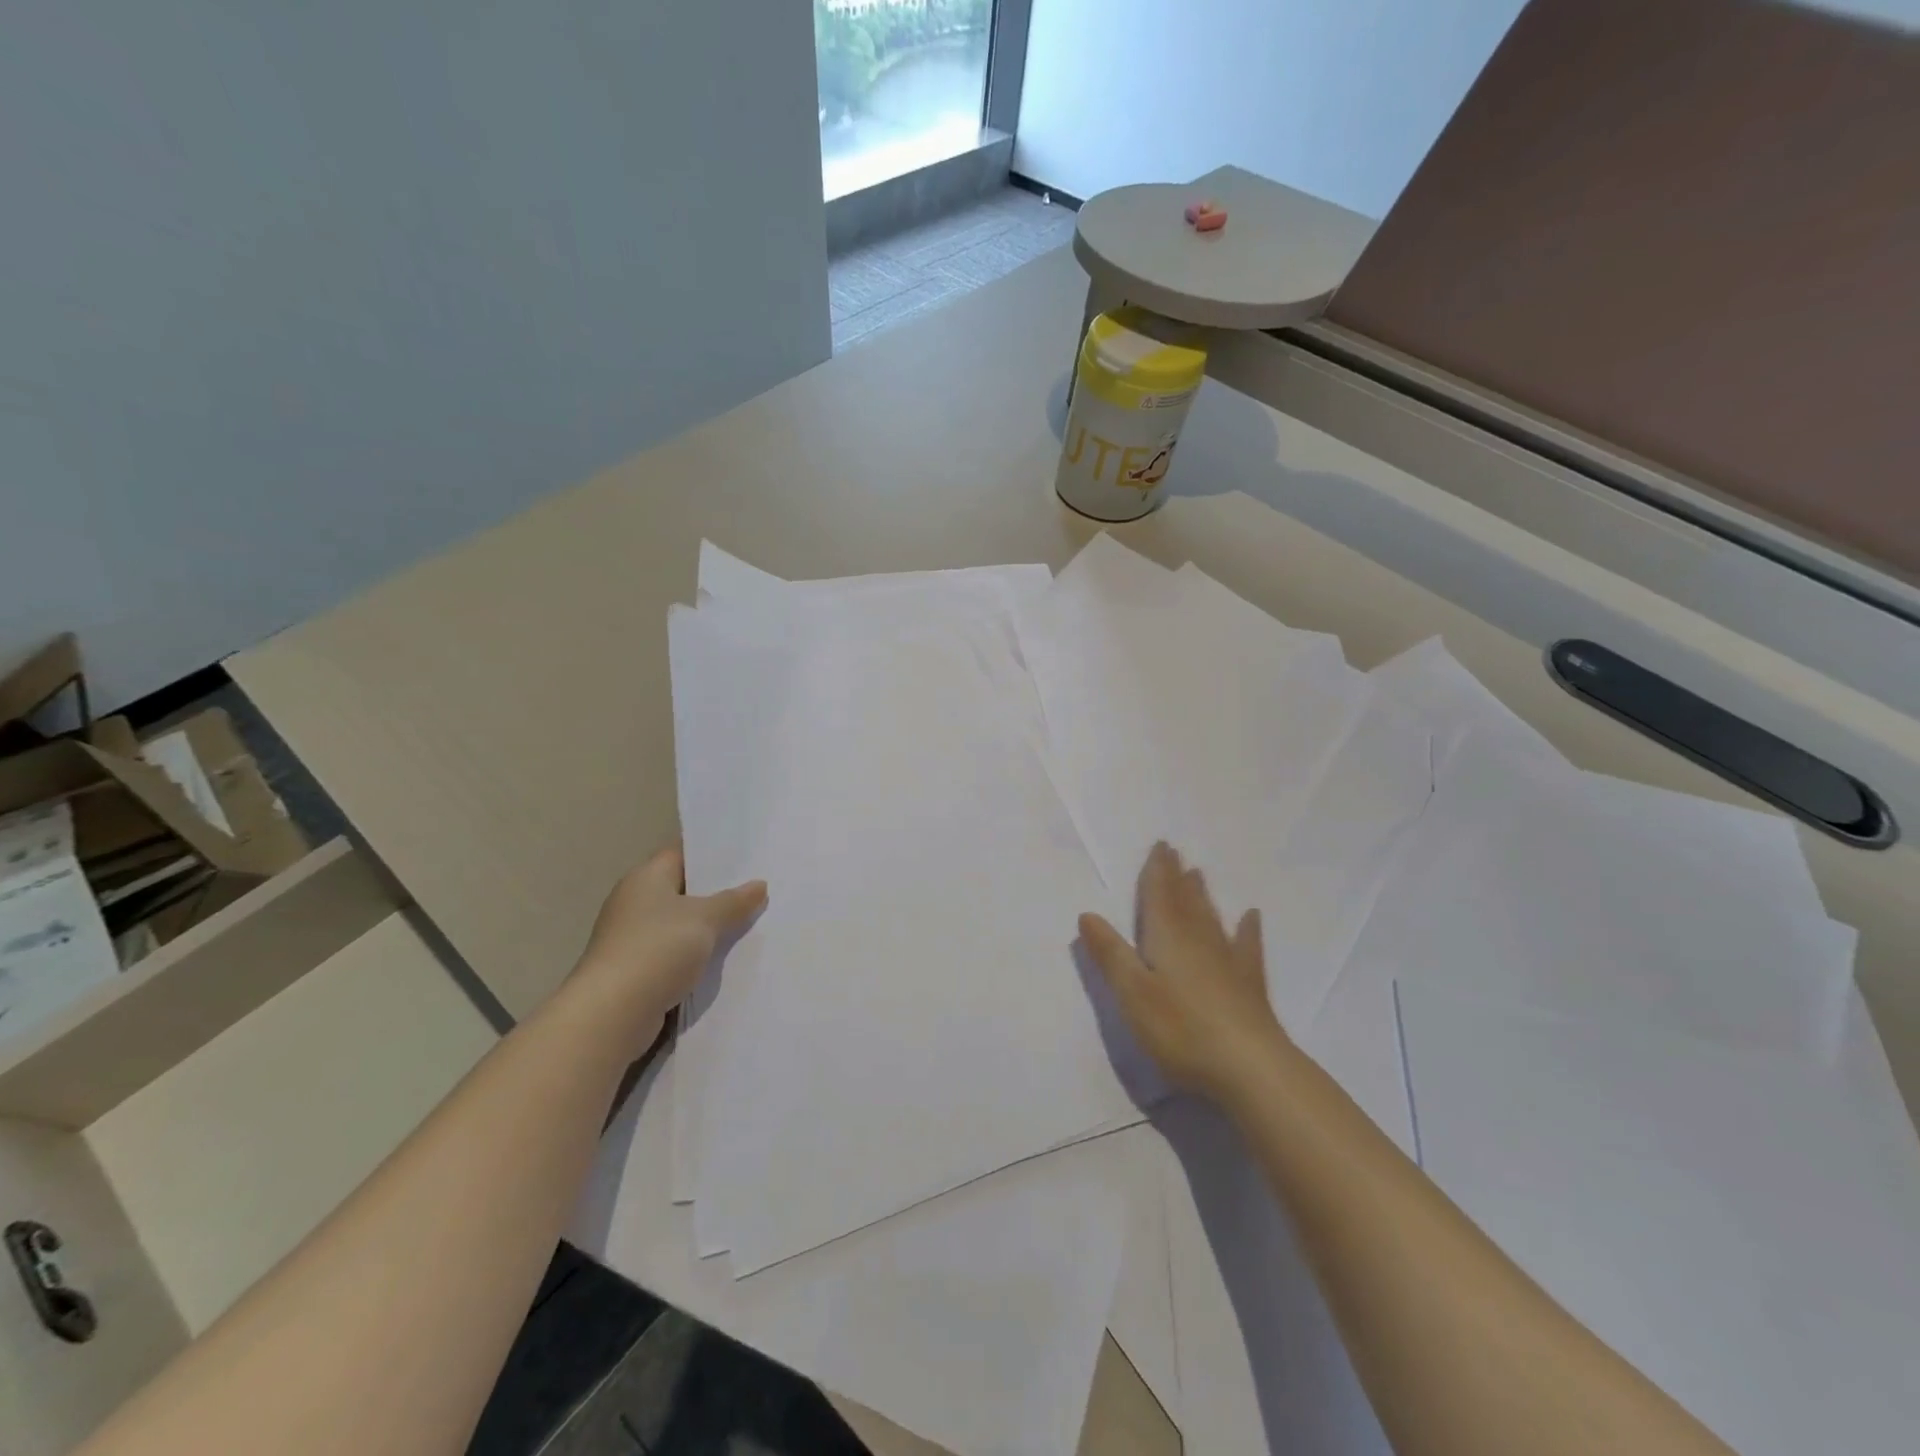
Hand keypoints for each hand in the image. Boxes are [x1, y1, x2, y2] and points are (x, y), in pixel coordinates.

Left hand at [564, 845, 766, 1041]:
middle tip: (759, 887)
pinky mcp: (637, 969)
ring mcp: (633, 937)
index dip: (713, 852)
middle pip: (684, 888)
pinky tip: (726, 957)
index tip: (748, 855)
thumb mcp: (705, 919)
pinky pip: (675, 952)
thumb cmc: (657, 950)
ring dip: (710, 926)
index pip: (683, 853)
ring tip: (752, 920)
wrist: (612, 1015)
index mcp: (646, 878)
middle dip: (718, 891)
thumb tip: (759, 885)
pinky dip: (697, 953)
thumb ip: (734, 901)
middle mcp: (635, 902)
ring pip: (682, 923)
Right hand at [1079, 842, 1288, 1101]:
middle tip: (1175, 852)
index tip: (1160, 845)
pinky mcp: (1248, 984)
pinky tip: (1251, 917)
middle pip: (1185, 900)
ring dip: (1202, 895)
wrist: (1249, 1067)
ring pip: (1211, 917)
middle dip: (1176, 876)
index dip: (1156, 871)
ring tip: (1198, 873)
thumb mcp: (1132, 992)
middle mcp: (1198, 940)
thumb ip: (1110, 953)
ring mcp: (1227, 961)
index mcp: (1167, 937)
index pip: (1158, 896)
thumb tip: (1086, 913)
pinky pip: (1246, 945)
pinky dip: (1246, 929)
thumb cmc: (1180, 1029)